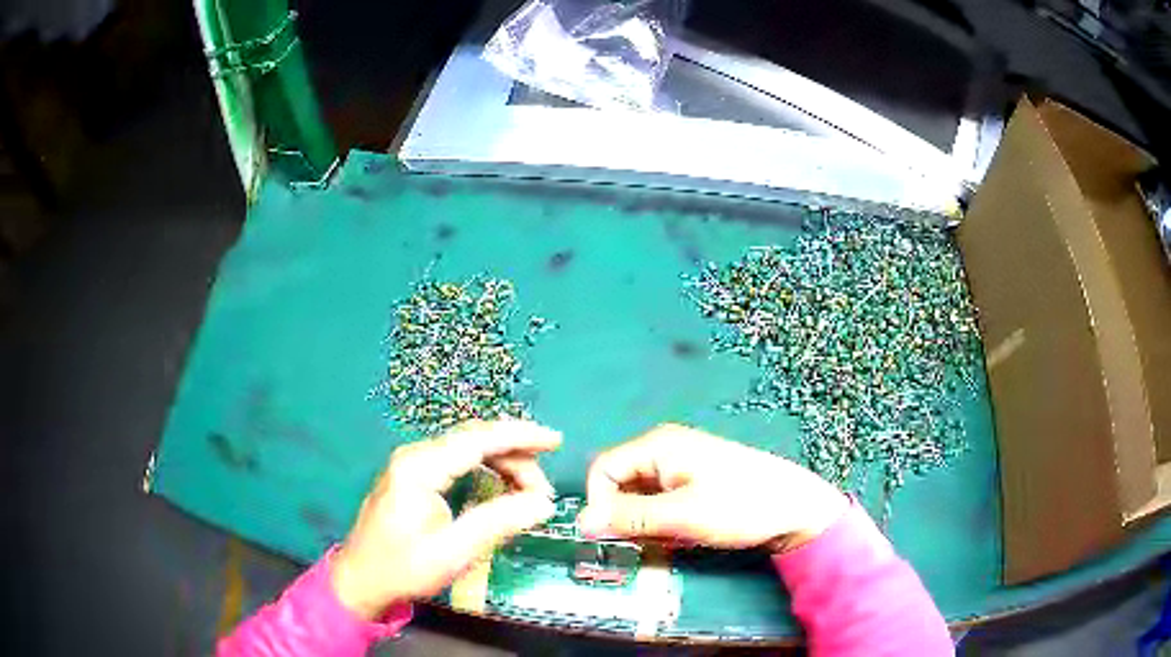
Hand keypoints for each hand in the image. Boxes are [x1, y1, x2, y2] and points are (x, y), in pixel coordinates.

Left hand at [331, 419, 559, 618]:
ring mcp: (412, 464)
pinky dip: (485, 470)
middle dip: (515, 458)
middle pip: (475, 440)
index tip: (556, 441)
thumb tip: (543, 504)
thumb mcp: (454, 551)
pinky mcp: (413, 476)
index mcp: (420, 467)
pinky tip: (501, 489)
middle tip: (543, 493)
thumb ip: (498, 522)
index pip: (478, 439)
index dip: (520, 436)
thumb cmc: (403, 568)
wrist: (360, 580)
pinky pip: (457, 462)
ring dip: (502, 465)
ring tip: (528, 495)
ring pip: (467, 450)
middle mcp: (415, 455)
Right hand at [578, 424, 846, 552]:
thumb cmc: (741, 506)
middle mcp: (665, 450)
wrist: (797, 509)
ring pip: (641, 500)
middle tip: (653, 540)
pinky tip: (688, 535)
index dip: (601, 505)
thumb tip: (580, 523)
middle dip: (628, 518)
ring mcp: (682, 467)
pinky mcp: (695, 485)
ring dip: (648, 525)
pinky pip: (661, 505)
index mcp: (658, 445)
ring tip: (676, 538)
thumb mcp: (682, 516)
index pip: (603, 471)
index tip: (617, 537)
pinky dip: (665, 524)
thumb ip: (629, 518)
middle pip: (621, 485)